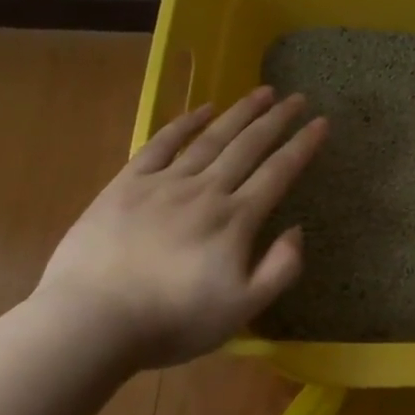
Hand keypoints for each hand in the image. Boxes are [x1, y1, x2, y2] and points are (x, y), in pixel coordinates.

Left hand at [36, 88, 327, 368]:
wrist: (91, 321)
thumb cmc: (172, 321)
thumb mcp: (243, 309)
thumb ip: (280, 269)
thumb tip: (297, 230)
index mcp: (235, 219)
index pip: (278, 172)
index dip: (303, 145)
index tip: (322, 122)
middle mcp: (206, 191)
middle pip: (249, 146)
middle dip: (277, 119)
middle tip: (297, 96)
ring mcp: (164, 184)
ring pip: (211, 138)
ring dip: (240, 112)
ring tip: (261, 92)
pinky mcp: (127, 185)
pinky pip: (161, 144)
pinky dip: (184, 123)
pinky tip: (202, 109)